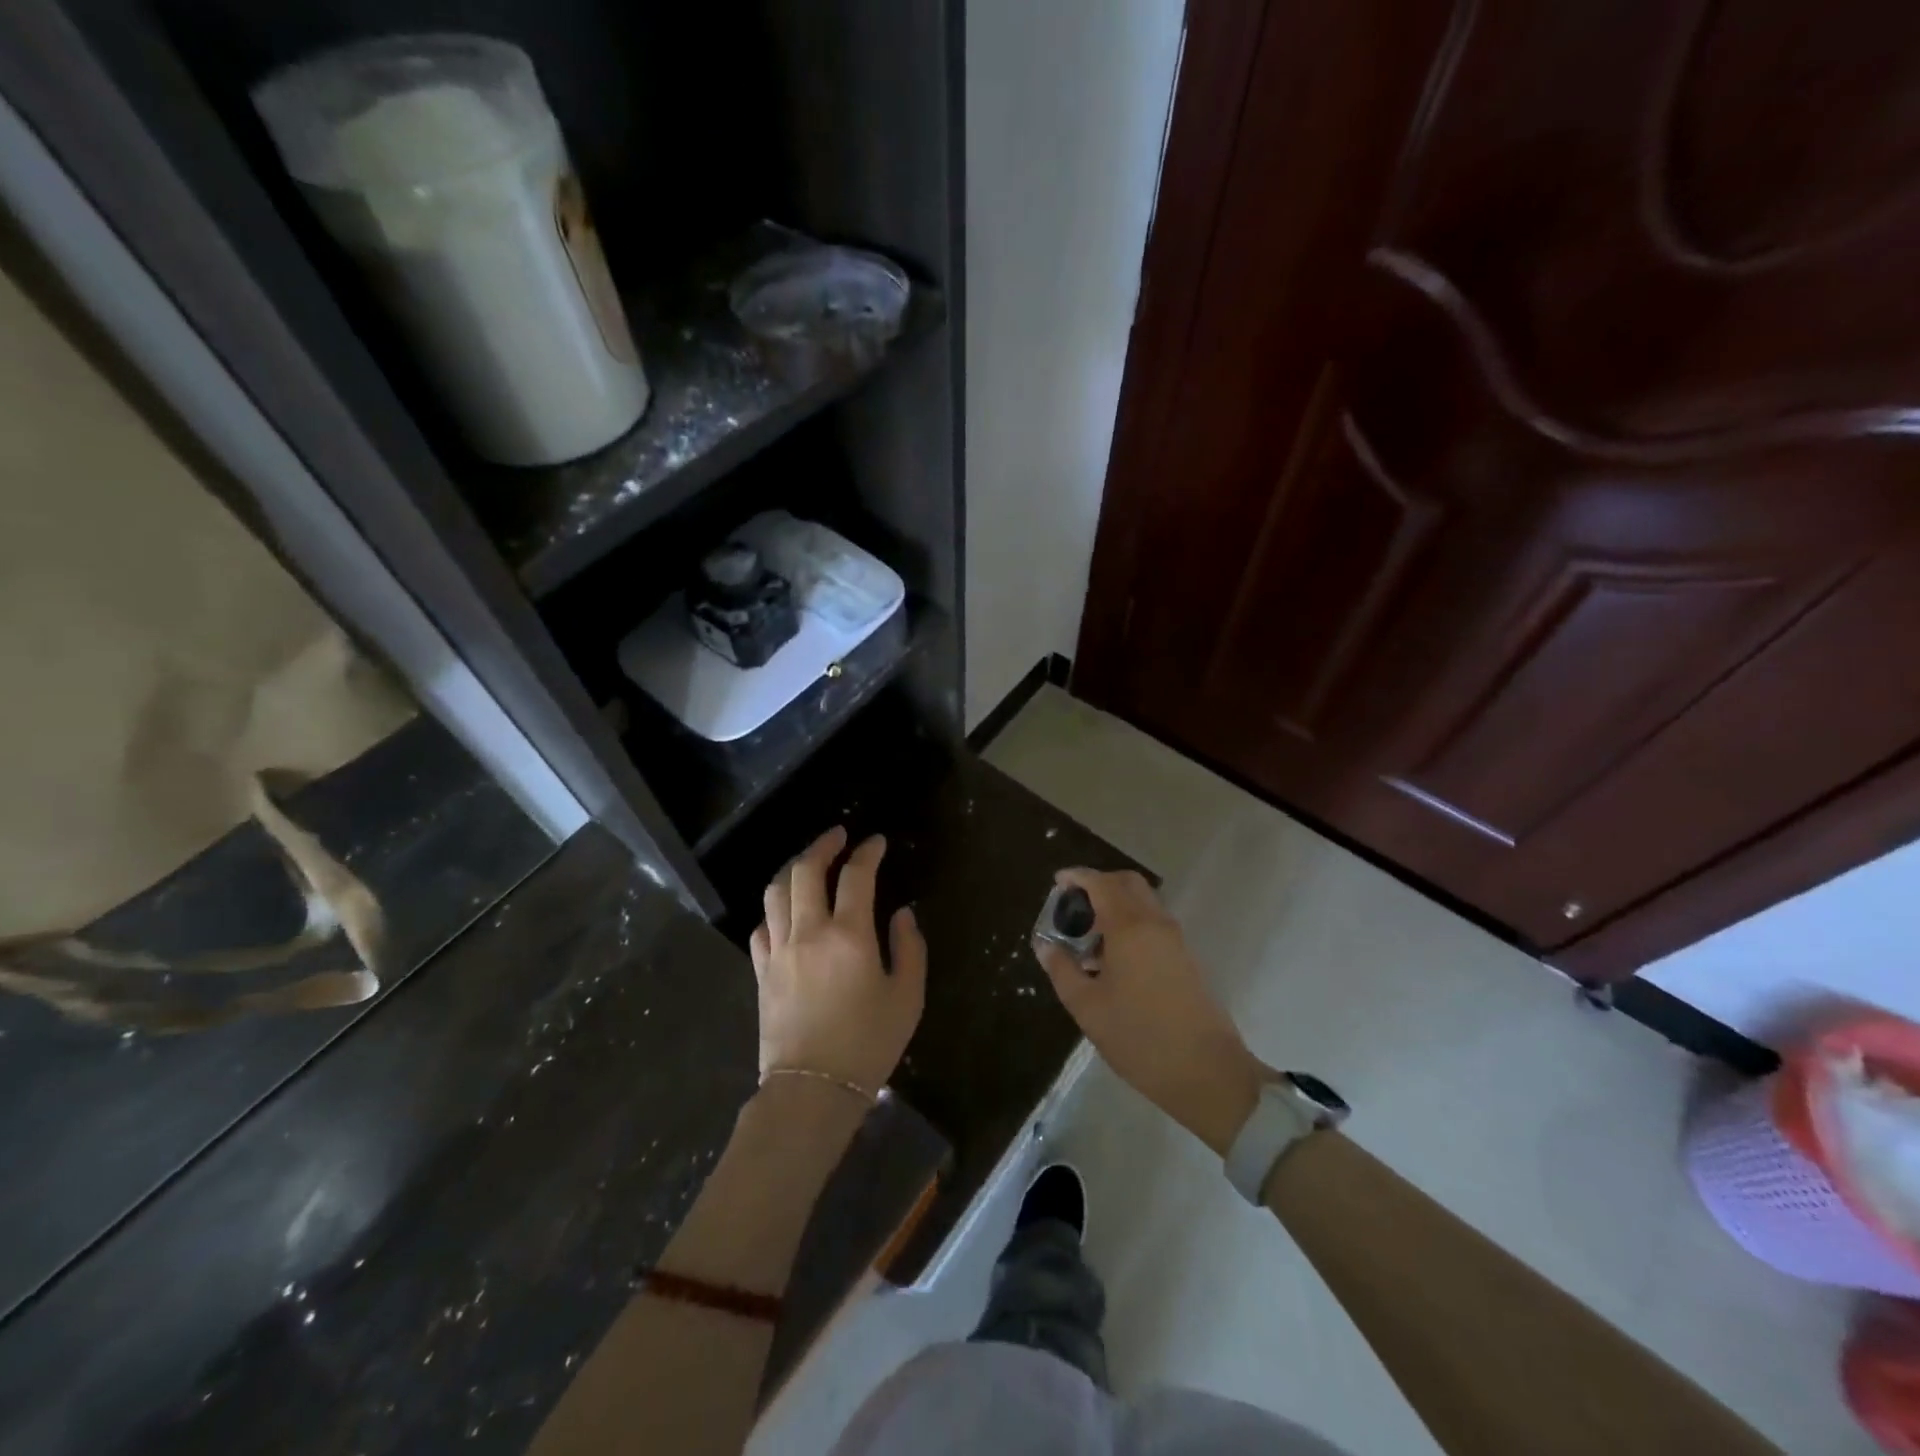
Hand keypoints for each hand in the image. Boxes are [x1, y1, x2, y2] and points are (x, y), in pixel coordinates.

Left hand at [751, 826, 926, 1097]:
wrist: (812, 1091)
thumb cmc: (868, 1044)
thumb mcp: (907, 998)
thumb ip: (909, 948)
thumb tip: (902, 914)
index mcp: (849, 935)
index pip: (856, 876)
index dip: (868, 852)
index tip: (877, 842)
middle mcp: (809, 933)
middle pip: (805, 871)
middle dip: (822, 846)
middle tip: (838, 837)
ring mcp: (779, 951)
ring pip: (776, 892)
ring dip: (792, 868)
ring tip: (808, 863)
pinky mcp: (760, 972)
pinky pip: (761, 927)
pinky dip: (774, 909)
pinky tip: (785, 911)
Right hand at [1033, 868, 1266, 1156]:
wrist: (1208, 1073)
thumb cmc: (1140, 1038)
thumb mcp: (1088, 1008)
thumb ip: (1062, 970)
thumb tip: (1044, 945)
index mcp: (1130, 928)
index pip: (1101, 884)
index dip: (1077, 877)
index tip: (1058, 882)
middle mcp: (1156, 923)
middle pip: (1128, 883)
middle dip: (1099, 884)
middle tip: (1074, 906)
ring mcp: (1176, 940)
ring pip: (1144, 903)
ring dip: (1117, 905)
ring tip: (1090, 939)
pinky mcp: (1187, 958)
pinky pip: (1154, 923)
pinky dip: (1132, 923)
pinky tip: (1114, 959)